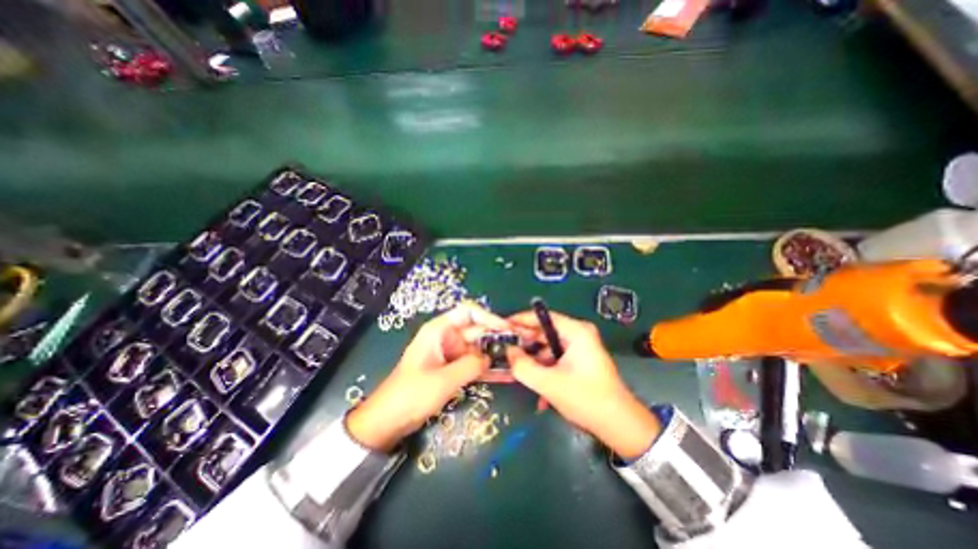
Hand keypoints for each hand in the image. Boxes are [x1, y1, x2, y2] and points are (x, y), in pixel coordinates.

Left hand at [346, 302, 512, 452]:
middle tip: (521, 346)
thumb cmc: (411, 394)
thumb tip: (490, 358)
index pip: (468, 312)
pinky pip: (475, 365)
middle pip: (478, 330)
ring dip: (496, 355)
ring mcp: (452, 354)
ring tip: (519, 361)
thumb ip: (470, 365)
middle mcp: (448, 337)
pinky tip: (507, 375)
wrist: (389, 421)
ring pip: (479, 349)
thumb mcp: (443, 380)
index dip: (489, 317)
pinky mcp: (454, 369)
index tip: (506, 329)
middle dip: (498, 338)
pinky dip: (488, 369)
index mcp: (439, 330)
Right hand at [509, 308, 660, 457]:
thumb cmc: (586, 399)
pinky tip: (538, 388)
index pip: (543, 317)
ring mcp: (580, 348)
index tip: (503, 327)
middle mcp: (579, 334)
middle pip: (545, 332)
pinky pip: (555, 358)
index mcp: (576, 332)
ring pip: (548, 347)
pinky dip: (545, 369)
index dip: (521, 320)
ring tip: (519, 373)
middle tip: (506, 351)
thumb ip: (523, 365)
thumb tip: (508, 351)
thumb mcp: (549, 383)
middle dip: (526, 344)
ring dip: (534, 361)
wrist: (620, 426)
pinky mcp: (579, 361)